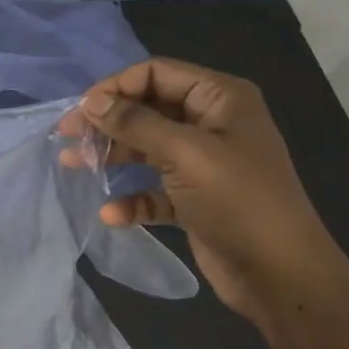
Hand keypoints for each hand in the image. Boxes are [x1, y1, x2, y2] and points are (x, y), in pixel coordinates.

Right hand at [62, 59, 344, 321]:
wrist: (281, 274)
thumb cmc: (238, 201)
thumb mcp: (185, 154)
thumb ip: (136, 123)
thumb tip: (91, 101)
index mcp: (220, 99)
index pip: (156, 74)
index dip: (115, 87)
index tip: (80, 111)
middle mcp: (211, 124)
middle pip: (147, 110)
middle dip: (108, 123)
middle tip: (67, 138)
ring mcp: (203, 163)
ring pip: (146, 149)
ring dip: (112, 157)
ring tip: (73, 166)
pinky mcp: (194, 199)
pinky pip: (154, 189)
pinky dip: (132, 198)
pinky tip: (112, 214)